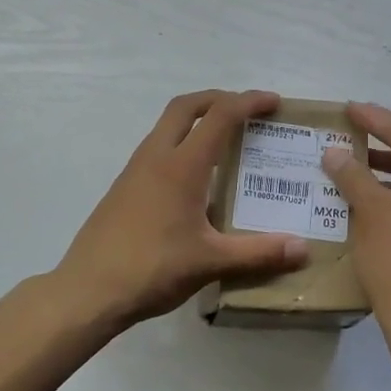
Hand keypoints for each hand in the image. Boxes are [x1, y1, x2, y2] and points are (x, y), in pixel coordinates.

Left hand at [56, 90, 307, 324]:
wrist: (87, 291)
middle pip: (187, 106)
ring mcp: (135, 171)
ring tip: (226, 142)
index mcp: (182, 166)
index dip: (249, 101)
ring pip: (168, 125)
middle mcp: (157, 157)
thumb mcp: (211, 262)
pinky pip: (158, 148)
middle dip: (219, 99)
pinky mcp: (124, 188)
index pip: (220, 115)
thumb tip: (303, 249)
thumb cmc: (152, 269)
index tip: (273, 102)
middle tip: (247, 111)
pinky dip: (182, 144)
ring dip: (197, 120)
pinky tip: (196, 179)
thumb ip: (259, 253)